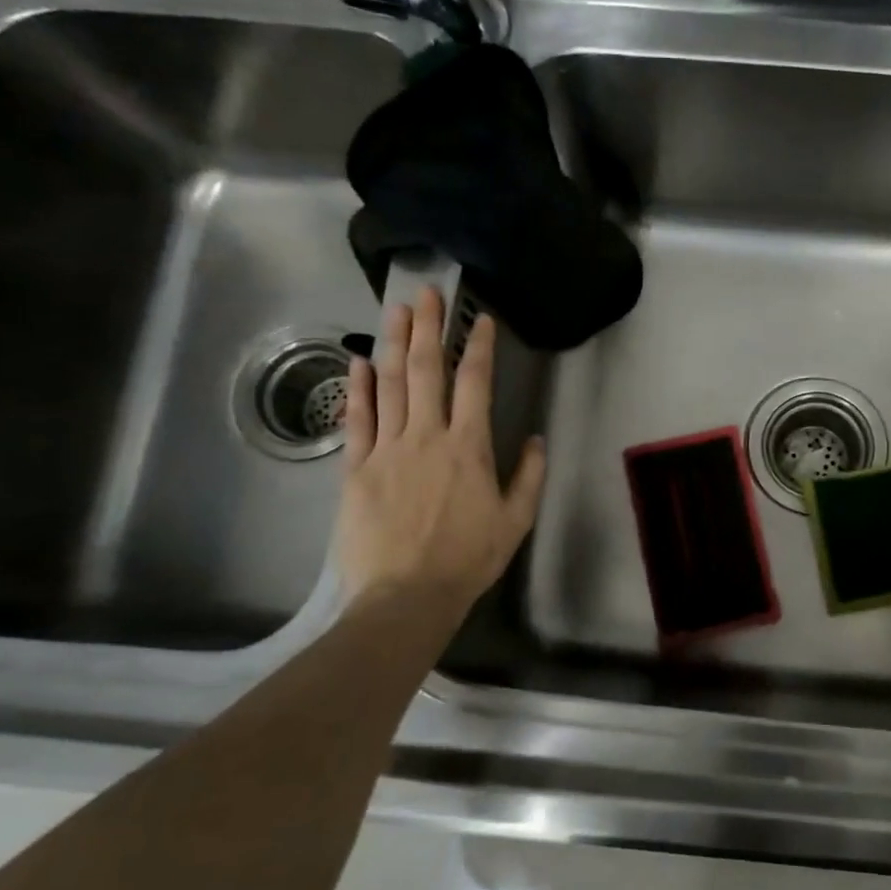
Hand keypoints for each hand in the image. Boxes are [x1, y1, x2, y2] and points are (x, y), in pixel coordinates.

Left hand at [334, 289, 545, 610]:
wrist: (407, 595)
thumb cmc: (469, 559)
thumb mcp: (516, 521)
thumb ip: (529, 476)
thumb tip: (535, 439)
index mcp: (469, 448)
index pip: (475, 383)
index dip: (477, 346)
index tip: (479, 319)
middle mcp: (426, 436)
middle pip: (426, 371)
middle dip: (428, 328)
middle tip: (426, 294)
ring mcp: (387, 449)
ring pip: (391, 385)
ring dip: (395, 344)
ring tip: (396, 311)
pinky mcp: (356, 468)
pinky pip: (358, 419)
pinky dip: (359, 388)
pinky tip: (360, 362)